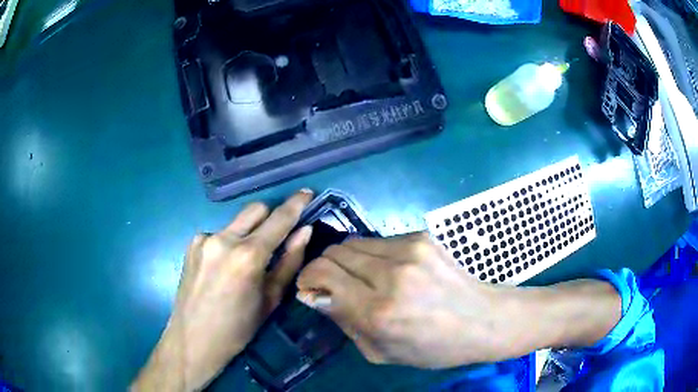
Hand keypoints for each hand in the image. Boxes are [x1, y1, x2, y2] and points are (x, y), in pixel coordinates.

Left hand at [133, 190, 313, 390]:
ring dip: (248, 233)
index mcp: (248, 256)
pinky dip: (228, 244)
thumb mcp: (270, 300)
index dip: (296, 204)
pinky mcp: (192, 243)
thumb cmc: (238, 328)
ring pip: (236, 222)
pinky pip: (219, 234)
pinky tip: (223, 267)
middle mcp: (224, 239)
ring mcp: (204, 238)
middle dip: (271, 217)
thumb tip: (304, 231)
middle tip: (277, 237)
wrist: (193, 338)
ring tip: (244, 262)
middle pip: (256, 209)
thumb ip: (289, 261)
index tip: (307, 193)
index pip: (278, 219)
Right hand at [296, 232, 620, 368]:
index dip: (308, 279)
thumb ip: (344, 322)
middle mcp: (391, 274)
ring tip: (358, 278)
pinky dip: (370, 255)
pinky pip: (377, 241)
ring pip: (353, 242)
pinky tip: (385, 271)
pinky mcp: (421, 236)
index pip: (322, 276)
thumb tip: (315, 295)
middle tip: (329, 284)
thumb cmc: (434, 348)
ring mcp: (409, 249)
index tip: (309, 289)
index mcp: (379, 311)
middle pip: (334, 253)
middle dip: (322, 268)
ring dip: (345, 260)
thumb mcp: (381, 352)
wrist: (483, 320)